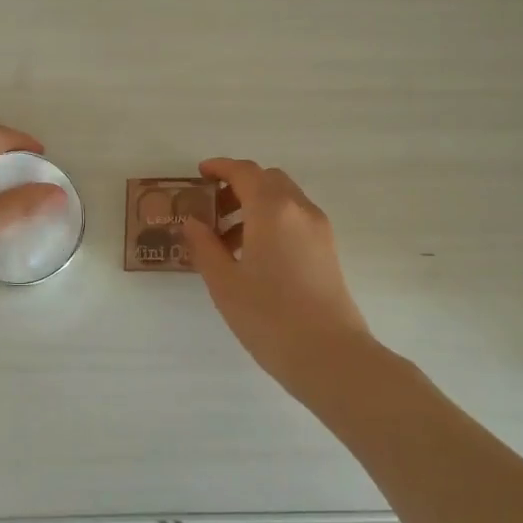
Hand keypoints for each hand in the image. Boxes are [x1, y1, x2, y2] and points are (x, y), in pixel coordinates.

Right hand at [182, 158, 374, 394]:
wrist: (329, 355)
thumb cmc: (269, 317)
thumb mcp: (224, 282)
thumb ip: (204, 246)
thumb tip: (192, 222)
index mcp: (272, 209)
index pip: (244, 172)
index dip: (220, 167)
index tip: (199, 173)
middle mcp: (300, 209)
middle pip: (267, 180)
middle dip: (238, 186)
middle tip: (211, 210)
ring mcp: (319, 229)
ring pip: (284, 199)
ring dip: (254, 205)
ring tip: (226, 241)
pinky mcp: (328, 249)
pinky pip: (295, 219)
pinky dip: (272, 221)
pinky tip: (254, 255)